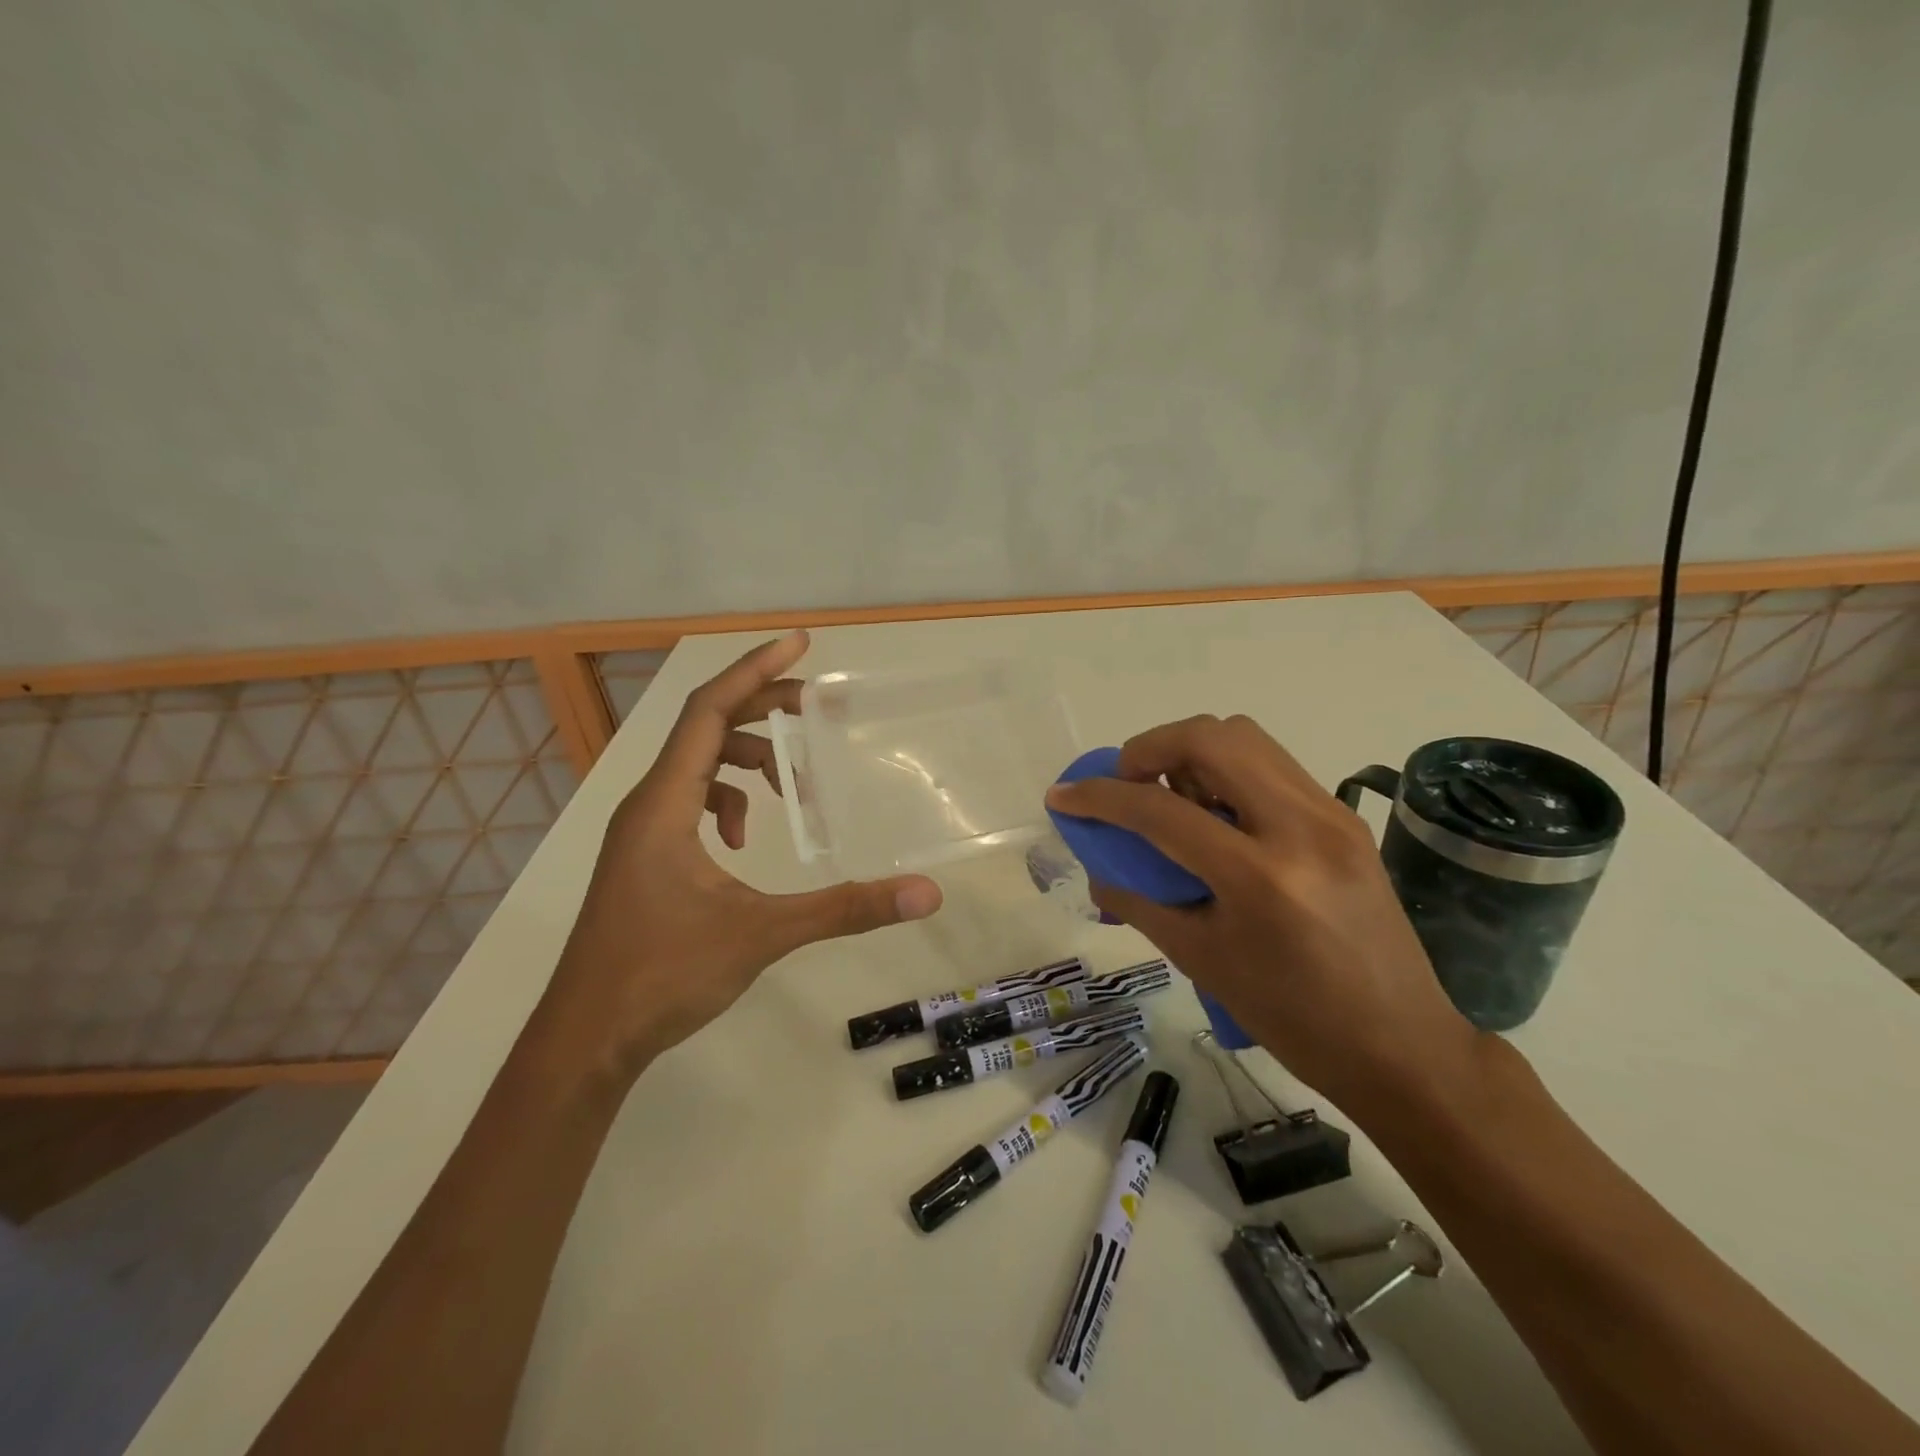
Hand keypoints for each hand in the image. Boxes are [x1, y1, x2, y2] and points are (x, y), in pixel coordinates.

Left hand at [544, 631, 942, 1082]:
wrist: (586, 1038)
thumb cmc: (663, 974)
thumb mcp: (762, 934)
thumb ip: (844, 908)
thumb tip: (923, 893)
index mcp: (666, 803)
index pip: (709, 709)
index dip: (756, 669)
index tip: (801, 643)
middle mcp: (647, 804)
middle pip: (705, 726)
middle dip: (762, 708)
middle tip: (816, 706)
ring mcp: (641, 831)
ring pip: (697, 766)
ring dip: (746, 761)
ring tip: (791, 790)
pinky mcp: (644, 857)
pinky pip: (688, 802)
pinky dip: (724, 802)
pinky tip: (743, 841)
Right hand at [1045, 714, 1477, 1116]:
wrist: (1402, 1046)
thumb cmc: (1293, 1019)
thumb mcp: (1202, 962)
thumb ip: (1140, 902)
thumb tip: (1099, 869)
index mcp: (1258, 877)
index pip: (1160, 809)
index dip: (1099, 796)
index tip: (1064, 795)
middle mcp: (1299, 827)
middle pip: (1209, 737)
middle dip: (1149, 748)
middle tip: (1127, 784)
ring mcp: (1330, 815)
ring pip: (1245, 737)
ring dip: (1191, 751)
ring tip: (1169, 794)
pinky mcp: (1345, 817)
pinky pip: (1272, 765)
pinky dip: (1228, 770)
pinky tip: (1215, 814)